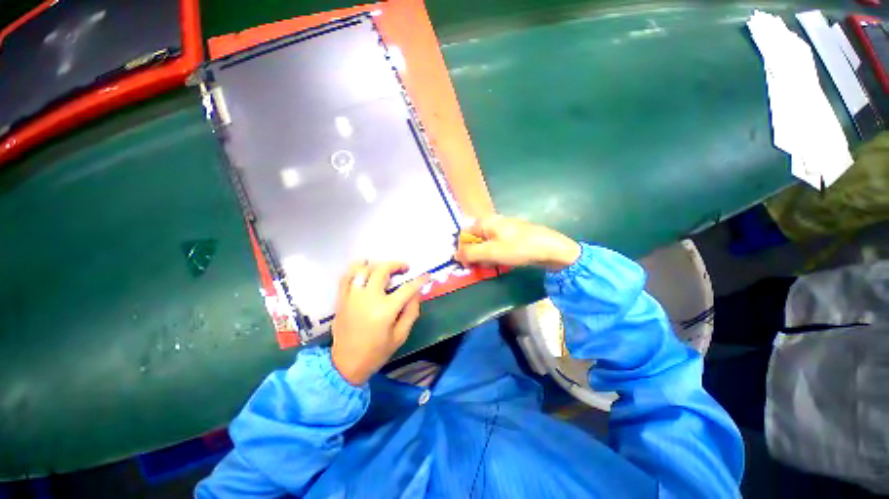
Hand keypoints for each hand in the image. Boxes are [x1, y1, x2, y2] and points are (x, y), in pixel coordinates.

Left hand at [331, 261, 429, 385]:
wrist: (346, 364)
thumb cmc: (377, 352)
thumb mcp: (401, 336)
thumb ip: (411, 311)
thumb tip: (416, 293)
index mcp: (385, 309)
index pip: (407, 288)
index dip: (419, 280)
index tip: (427, 275)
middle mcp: (368, 298)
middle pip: (382, 270)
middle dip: (397, 265)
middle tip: (405, 268)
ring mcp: (352, 296)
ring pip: (363, 269)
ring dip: (377, 264)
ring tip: (385, 268)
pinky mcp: (341, 299)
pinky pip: (346, 276)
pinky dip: (356, 269)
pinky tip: (364, 269)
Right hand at [455, 215, 580, 270]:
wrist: (551, 249)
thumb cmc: (519, 248)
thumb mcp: (491, 252)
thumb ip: (470, 253)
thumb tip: (454, 255)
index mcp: (485, 221)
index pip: (464, 234)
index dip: (463, 249)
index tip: (467, 263)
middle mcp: (492, 222)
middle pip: (475, 239)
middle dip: (475, 254)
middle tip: (481, 266)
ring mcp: (504, 229)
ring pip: (486, 244)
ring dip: (485, 256)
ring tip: (494, 265)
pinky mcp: (512, 236)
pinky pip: (497, 246)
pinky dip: (496, 255)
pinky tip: (502, 262)